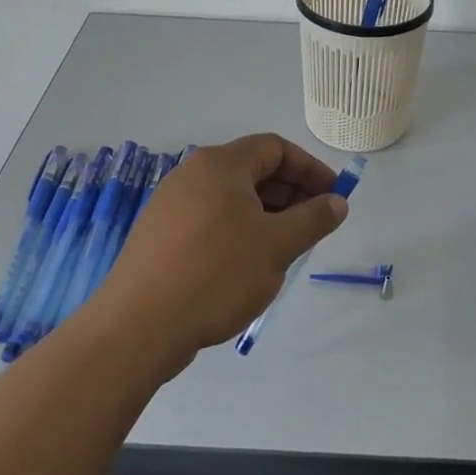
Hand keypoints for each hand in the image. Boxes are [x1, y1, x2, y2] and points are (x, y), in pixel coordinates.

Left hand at [88, 134, 348, 372]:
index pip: (275, 148)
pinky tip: (247, 265)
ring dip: (266, 214)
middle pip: (252, 169)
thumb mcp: (277, 246)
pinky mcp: (159, 234)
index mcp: (220, 164)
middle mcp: (192, 174)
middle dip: (290, 192)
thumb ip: (313, 219)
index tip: (334, 196)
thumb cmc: (217, 275)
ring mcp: (171, 204)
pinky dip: (238, 230)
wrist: (138, 327)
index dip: (310, 168)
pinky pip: (210, 219)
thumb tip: (337, 202)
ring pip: (231, 197)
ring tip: (285, 248)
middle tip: (314, 225)